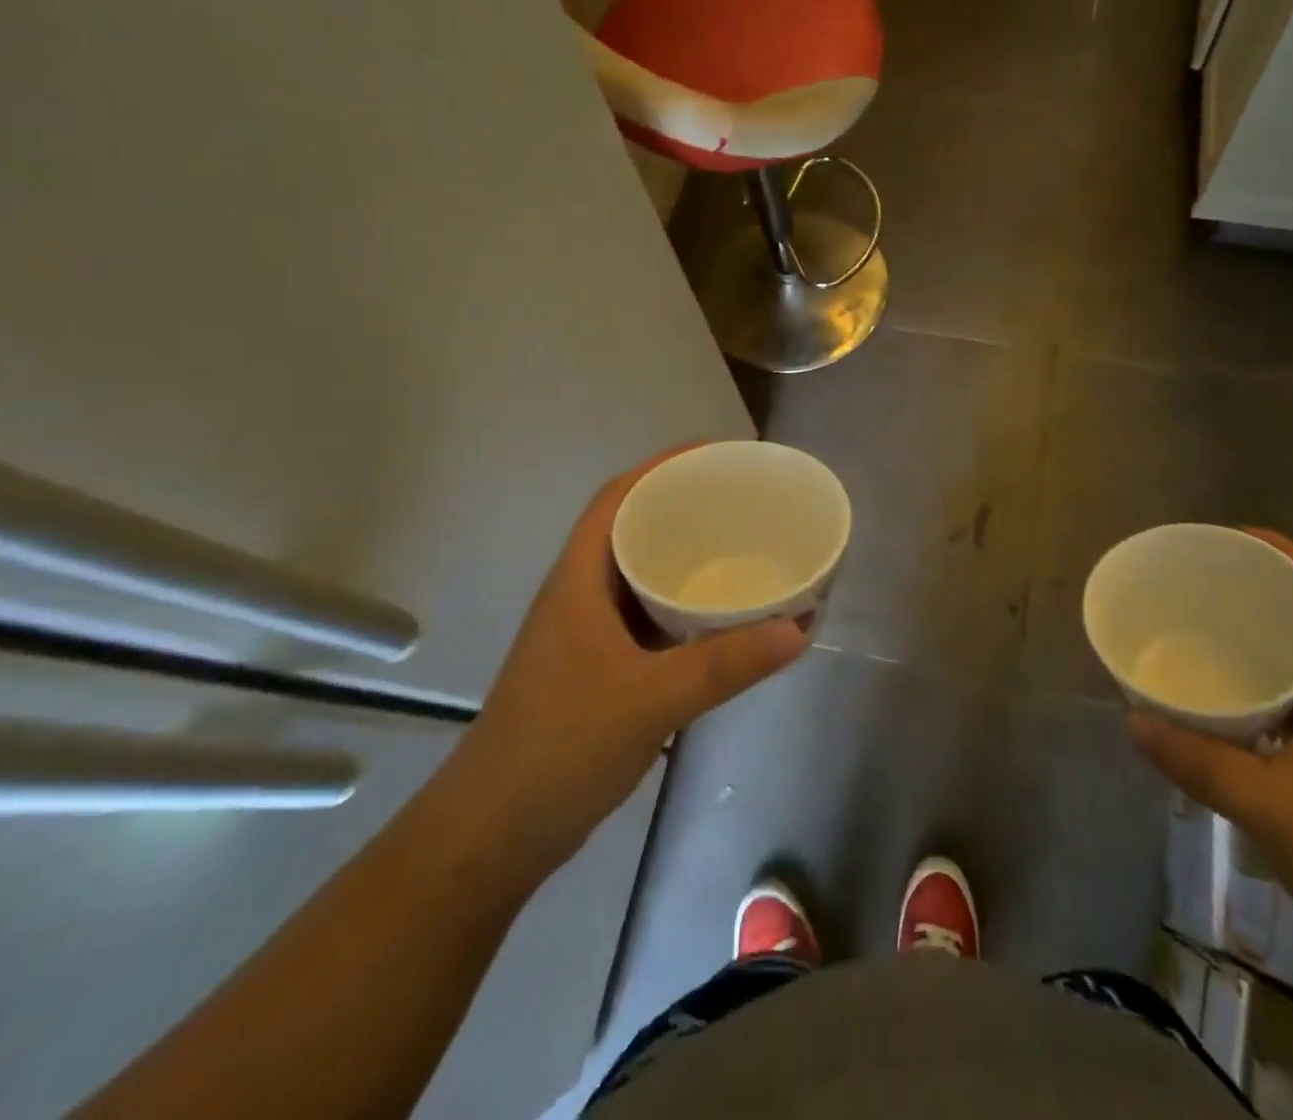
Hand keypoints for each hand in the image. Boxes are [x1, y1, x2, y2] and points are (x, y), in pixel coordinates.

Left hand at [441, 447, 810, 879]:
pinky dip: (682, 605)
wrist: (492, 836)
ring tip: (740, 548)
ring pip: (639, 574)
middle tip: (743, 501)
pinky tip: (719, 617)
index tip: (717, 456)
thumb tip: (800, 628)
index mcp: (578, 580)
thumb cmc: (558, 749)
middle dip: (683, 506)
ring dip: (683, 557)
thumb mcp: (649, 701)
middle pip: (631, 528)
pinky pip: (647, 615)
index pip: (617, 497)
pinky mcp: (597, 668)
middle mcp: (580, 595)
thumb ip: (725, 664)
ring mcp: (586, 634)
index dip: (663, 466)